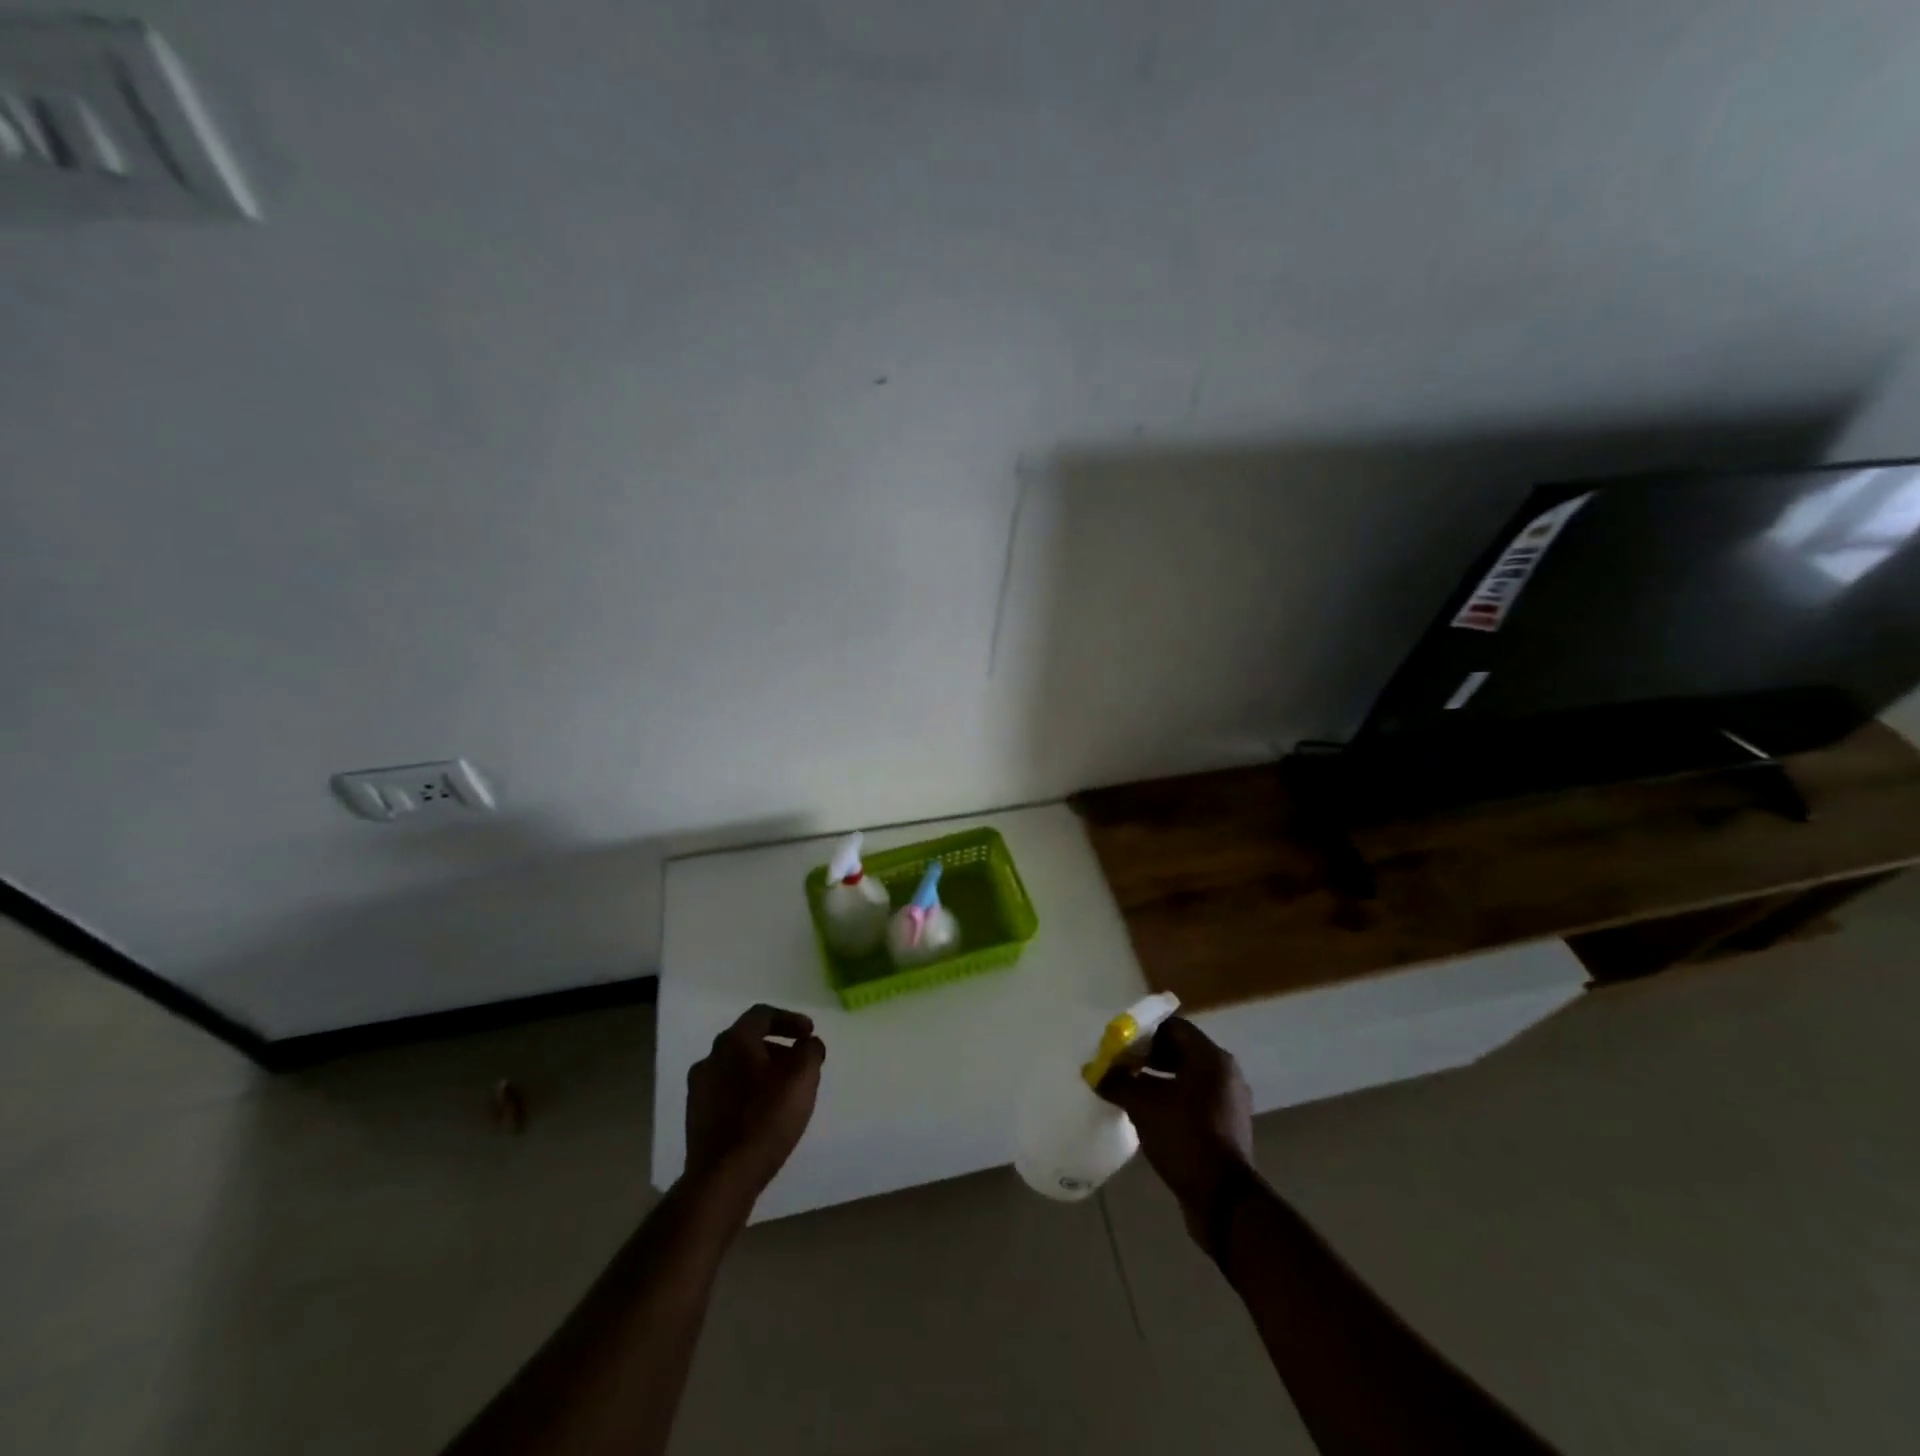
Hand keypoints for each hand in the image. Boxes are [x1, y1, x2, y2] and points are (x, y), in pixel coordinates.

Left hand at [683, 1004, 825, 1214]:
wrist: (721, 1178)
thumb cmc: (766, 1119)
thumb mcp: (802, 1078)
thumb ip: (810, 1051)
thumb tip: (808, 1044)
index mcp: (734, 1041)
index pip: (762, 1015)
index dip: (789, 1019)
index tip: (809, 1034)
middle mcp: (711, 1057)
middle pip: (748, 1041)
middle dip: (777, 1048)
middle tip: (799, 1063)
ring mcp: (698, 1089)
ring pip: (736, 1067)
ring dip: (762, 1071)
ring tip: (784, 1092)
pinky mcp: (695, 1117)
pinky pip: (726, 1092)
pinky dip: (747, 1093)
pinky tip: (763, 1114)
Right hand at [1098, 1017, 1253, 1243]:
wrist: (1223, 1200)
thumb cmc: (1184, 1137)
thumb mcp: (1143, 1106)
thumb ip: (1118, 1082)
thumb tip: (1094, 1071)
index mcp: (1211, 1058)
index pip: (1174, 1027)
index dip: (1144, 1031)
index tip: (1119, 1042)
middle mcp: (1225, 1074)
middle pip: (1181, 1051)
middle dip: (1148, 1055)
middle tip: (1120, 1063)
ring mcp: (1228, 1102)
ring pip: (1187, 1077)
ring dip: (1158, 1078)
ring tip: (1129, 1087)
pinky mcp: (1226, 1127)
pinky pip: (1194, 1100)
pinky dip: (1172, 1099)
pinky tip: (1148, 1112)